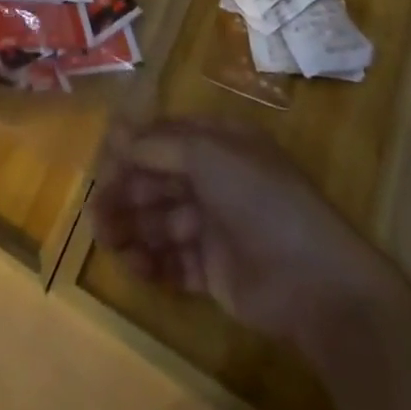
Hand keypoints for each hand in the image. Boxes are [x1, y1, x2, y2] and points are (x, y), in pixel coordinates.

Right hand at [91, 118, 369, 338]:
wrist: (314, 281)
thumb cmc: (259, 198)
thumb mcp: (206, 154)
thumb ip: (157, 144)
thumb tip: (116, 129)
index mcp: (218, 143)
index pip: (164, 138)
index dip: (132, 148)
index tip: (101, 163)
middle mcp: (214, 179)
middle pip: (159, 181)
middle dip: (126, 193)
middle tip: (95, 212)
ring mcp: (215, 226)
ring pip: (162, 221)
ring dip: (132, 228)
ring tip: (105, 240)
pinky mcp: (216, 271)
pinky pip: (175, 260)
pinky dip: (152, 262)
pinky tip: (134, 265)